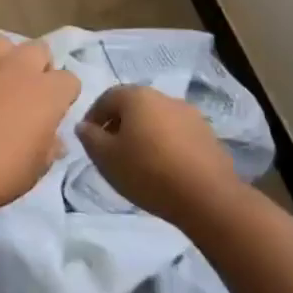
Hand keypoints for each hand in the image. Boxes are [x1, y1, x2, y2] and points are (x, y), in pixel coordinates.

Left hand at [0, 36, 80, 213]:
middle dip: (37, 67)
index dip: (62, 96)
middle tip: (24, 93)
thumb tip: (54, 139)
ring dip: (2, 59)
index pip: (69, 80)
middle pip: (38, 49)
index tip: (52, 112)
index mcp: (46, 92)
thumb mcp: (35, 170)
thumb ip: (49, 146)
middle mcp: (16, 67)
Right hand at [76, 85, 238, 223]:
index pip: (106, 98)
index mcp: (137, 96)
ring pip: (157, 120)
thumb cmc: (147, 172)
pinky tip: (164, 168)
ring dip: (144, 134)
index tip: (89, 139)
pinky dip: (165, 145)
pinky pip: (177, 134)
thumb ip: (90, 138)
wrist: (207, 197)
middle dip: (119, 124)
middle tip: (111, 150)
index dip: (93, 117)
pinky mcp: (208, 135)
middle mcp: (164, 97)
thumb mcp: (105, 158)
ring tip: (138, 161)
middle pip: (134, 106)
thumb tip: (84, 126)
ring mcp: (190, 115)